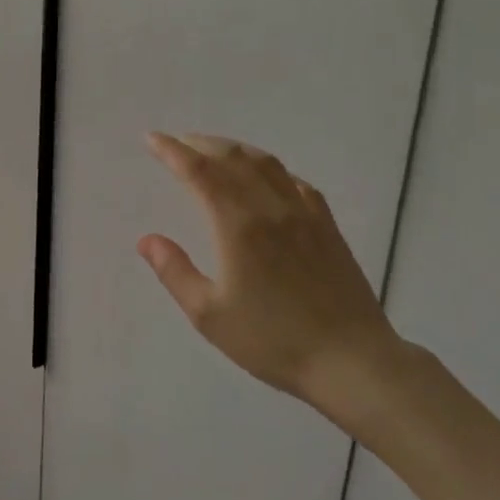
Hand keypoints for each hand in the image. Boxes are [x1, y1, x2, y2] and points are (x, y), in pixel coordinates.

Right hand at [138, 133, 406, 429]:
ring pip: (265, 163)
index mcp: (238, 225)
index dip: (172, 151)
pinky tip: (267, 177)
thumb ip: (175, 272)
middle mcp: (270, 207)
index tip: (152, 139)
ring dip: (234, 149)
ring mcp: (304, 214)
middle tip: (177, 142)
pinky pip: (295, 182)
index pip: (199, 172)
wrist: (351, 360)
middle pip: (232, 158)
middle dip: (200, 144)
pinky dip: (270, 169)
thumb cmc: (273, 341)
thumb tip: (147, 240)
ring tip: (215, 150)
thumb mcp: (210, 315)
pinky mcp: (327, 226)